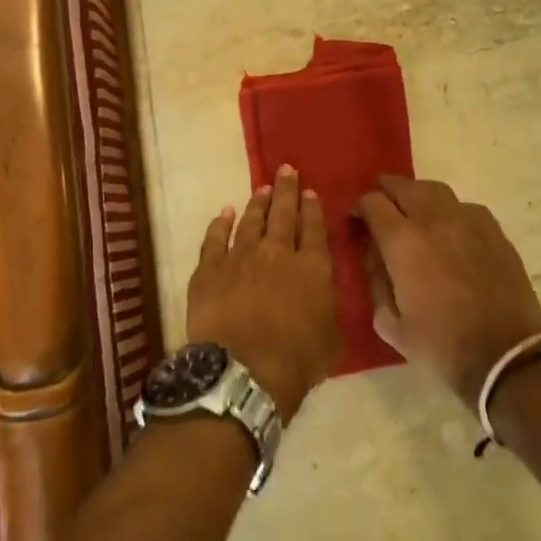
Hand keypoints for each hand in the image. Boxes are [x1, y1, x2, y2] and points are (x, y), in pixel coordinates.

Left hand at [185, 165, 340, 419]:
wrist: (243, 370)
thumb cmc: (295, 362)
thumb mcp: (330, 340)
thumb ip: (327, 311)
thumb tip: (323, 299)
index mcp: (312, 268)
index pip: (314, 229)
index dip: (312, 209)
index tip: (309, 192)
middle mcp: (278, 252)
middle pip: (283, 214)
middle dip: (286, 190)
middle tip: (287, 170)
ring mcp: (241, 256)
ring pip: (251, 220)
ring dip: (258, 202)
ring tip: (262, 187)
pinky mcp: (210, 268)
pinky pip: (215, 238)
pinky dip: (220, 223)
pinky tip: (224, 212)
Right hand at [356, 175, 540, 408]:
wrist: (506, 358)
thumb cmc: (442, 346)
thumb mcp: (391, 324)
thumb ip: (376, 283)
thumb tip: (376, 258)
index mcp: (402, 241)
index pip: (372, 202)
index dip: (360, 207)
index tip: (358, 221)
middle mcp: (433, 219)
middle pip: (403, 186)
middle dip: (386, 193)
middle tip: (382, 209)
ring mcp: (468, 220)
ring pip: (435, 190)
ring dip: (417, 196)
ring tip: (414, 214)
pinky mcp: (494, 230)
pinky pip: (463, 207)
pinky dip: (448, 211)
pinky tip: (449, 232)